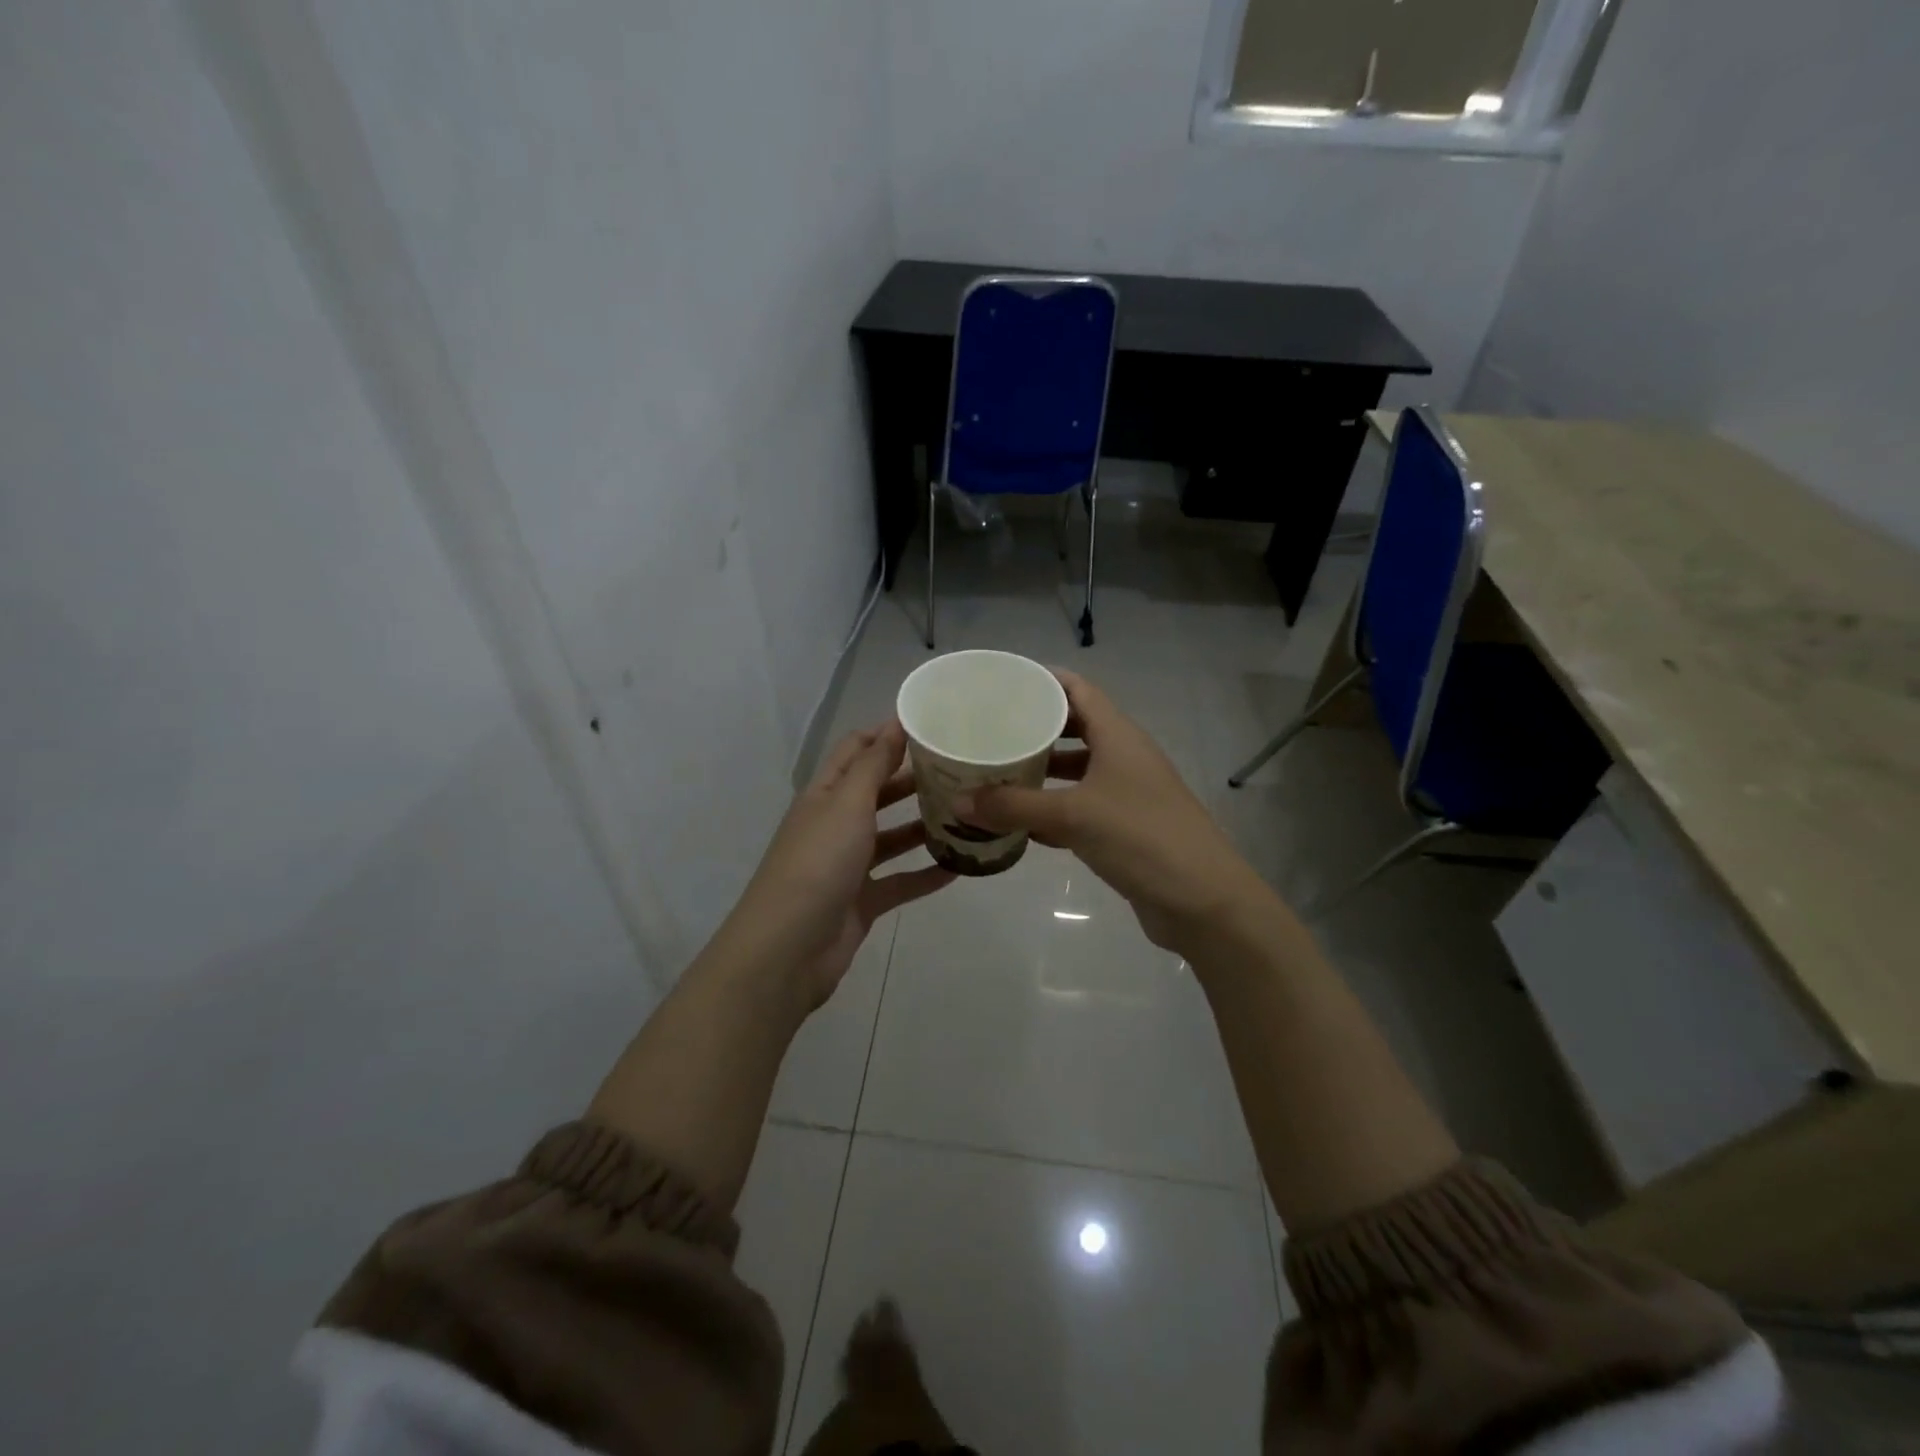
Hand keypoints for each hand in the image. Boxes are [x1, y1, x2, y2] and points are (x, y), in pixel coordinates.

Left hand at [726, 719, 953, 1009]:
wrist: (788, 949)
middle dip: (913, 779)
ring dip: (923, 826)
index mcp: (825, 795)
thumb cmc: (817, 863)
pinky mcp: (863, 901)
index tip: (930, 725)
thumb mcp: (847, 804)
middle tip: (960, 769)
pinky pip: (901, 881)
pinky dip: (927, 874)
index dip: (886, 735)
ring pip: (892, 837)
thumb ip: (873, 765)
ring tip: (967, 814)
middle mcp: (835, 824)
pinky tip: (961, 866)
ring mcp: (848, 865)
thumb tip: (893, 722)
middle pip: (877, 793)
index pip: (855, 752)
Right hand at [958, 670, 1265, 953]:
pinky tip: (1020, 822)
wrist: (1203, 901)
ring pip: (1078, 771)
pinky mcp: (1126, 828)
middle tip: (990, 730)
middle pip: (1076, 728)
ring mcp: (1128, 794)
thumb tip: (958, 801)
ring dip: (1043, 770)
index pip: (1078, 689)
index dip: (1043, 681)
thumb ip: (1015, 806)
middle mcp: (1124, 757)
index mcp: (1119, 736)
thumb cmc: (1142, 838)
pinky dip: (1053, 809)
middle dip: (1035, 728)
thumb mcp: (1073, 816)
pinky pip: (1082, 807)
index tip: (1002, 684)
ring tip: (997, 772)